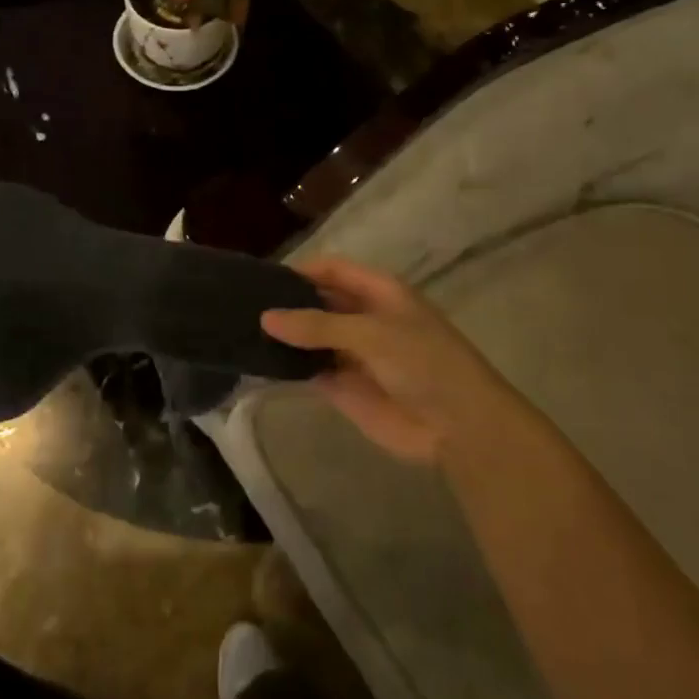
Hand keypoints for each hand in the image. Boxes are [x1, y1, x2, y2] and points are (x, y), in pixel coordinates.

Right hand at [261, 257, 510, 465]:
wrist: (460, 427)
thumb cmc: (425, 364)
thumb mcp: (372, 334)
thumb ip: (318, 325)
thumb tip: (265, 317)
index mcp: (378, 292)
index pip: (331, 270)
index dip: (300, 271)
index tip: (261, 279)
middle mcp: (361, 317)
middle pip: (316, 302)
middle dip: (285, 303)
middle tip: (240, 304)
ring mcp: (351, 353)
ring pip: (308, 337)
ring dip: (283, 336)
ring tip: (239, 330)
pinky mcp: (343, 387)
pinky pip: (309, 370)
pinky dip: (286, 366)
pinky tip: (256, 362)